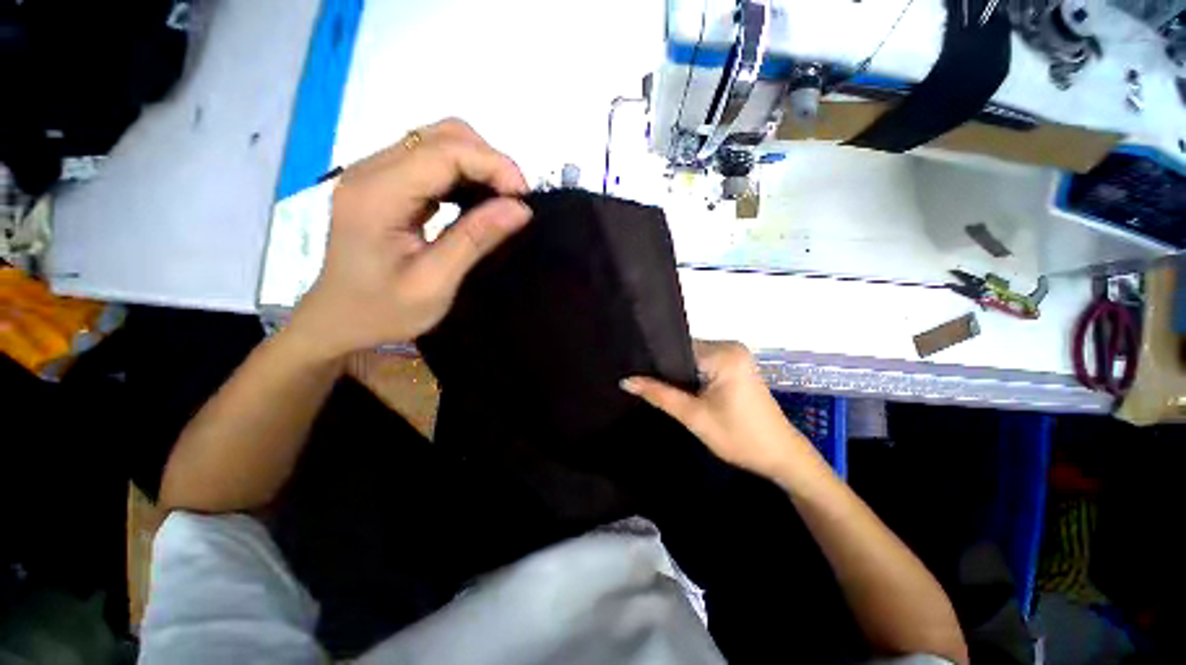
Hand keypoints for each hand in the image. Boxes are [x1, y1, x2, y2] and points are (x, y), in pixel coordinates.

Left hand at [289, 118, 531, 360]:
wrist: (337, 321)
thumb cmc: (383, 311)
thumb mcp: (434, 283)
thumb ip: (476, 240)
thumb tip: (520, 208)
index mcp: (377, 195)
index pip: (444, 152)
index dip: (493, 165)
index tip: (524, 198)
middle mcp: (370, 171)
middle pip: (441, 136)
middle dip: (488, 161)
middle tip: (514, 201)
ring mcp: (374, 174)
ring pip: (438, 143)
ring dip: (478, 166)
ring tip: (500, 202)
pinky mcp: (383, 184)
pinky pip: (431, 162)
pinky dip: (463, 175)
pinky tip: (475, 201)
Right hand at [621, 341, 817, 480]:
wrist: (780, 455)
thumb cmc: (739, 437)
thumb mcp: (693, 416)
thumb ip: (659, 395)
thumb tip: (626, 381)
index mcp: (723, 354)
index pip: (677, 347)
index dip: (656, 360)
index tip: (635, 370)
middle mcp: (730, 346)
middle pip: (685, 350)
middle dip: (666, 367)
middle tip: (643, 381)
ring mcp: (736, 354)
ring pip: (693, 357)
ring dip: (678, 372)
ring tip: (657, 385)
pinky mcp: (737, 364)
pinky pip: (705, 362)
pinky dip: (692, 374)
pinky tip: (680, 386)